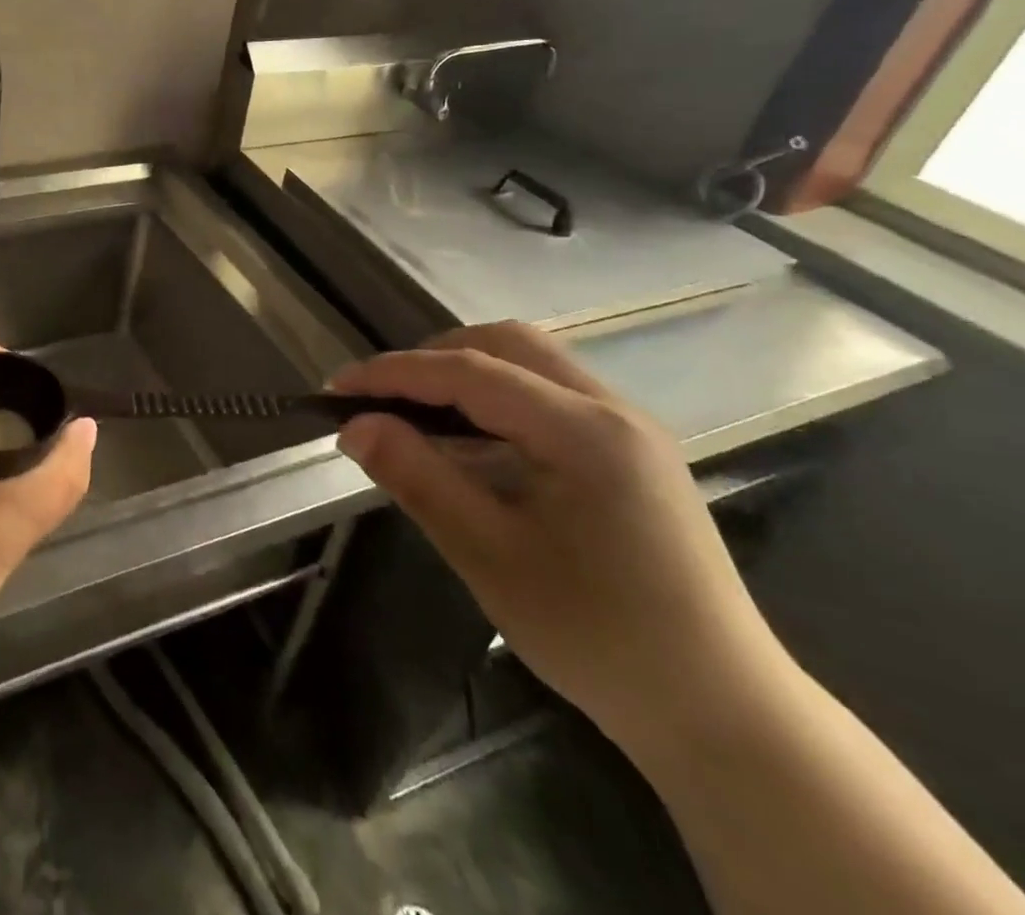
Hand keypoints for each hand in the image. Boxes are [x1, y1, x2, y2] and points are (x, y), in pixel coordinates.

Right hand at [333, 322, 792, 755]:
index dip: (393, 373)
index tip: (334, 389)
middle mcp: (613, 410)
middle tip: (380, 399)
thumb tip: (355, 426)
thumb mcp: (489, 556)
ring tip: (415, 414)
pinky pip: (549, 395)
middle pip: (506, 343)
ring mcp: (629, 429)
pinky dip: (496, 398)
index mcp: (584, 431)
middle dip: (432, 358)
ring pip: (531, 362)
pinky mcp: (632, 453)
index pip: (468, 371)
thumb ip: (418, 478)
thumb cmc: (600, 637)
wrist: (724, 715)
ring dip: (464, 373)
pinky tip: (470, 442)